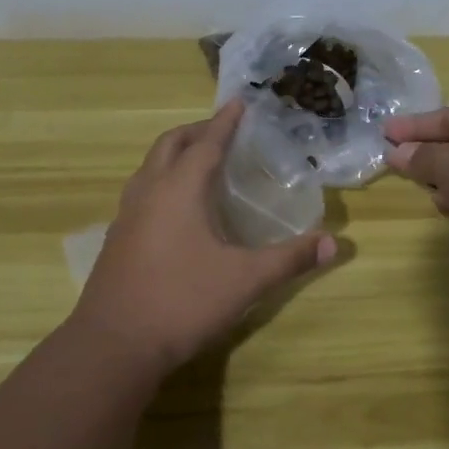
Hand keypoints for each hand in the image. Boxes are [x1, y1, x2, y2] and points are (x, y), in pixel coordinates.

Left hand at [72, 101, 338, 375]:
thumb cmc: (182, 301)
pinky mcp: (117, 239)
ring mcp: (126, 216)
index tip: (239, 103)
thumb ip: (289, 259)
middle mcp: (148, 193)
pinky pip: (140, 192)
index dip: (225, 122)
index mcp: (179, 190)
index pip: (206, 143)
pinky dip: (161, 182)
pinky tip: (175, 209)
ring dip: (174, 155)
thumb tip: (333, 243)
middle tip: (222, 131)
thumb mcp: (245, 280)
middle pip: (170, 145)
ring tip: (199, 163)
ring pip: (149, 168)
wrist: (114, 345)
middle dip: (196, 131)